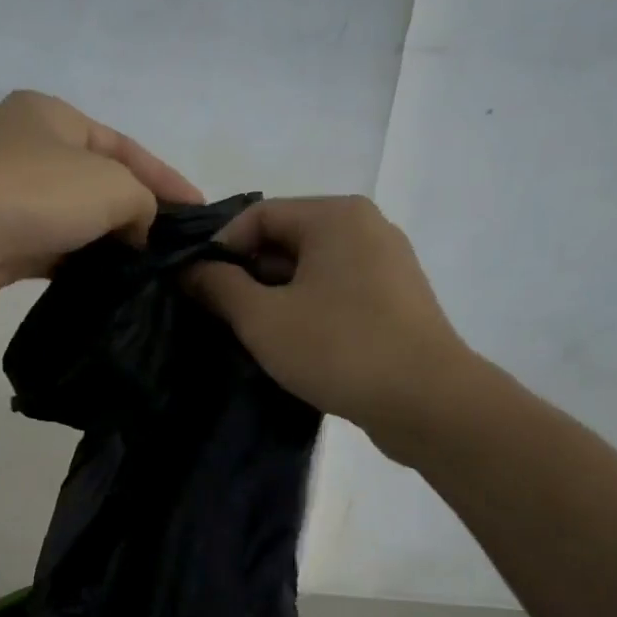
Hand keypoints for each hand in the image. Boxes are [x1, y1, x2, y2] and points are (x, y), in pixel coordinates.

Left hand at [0, 91, 203, 316]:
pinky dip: (80, 267)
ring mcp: (11, 198)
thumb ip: (142, 201)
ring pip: (75, 222)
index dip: (166, 178)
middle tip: (174, 249)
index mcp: (55, 118)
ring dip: (108, 245)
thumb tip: (137, 230)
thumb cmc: (33, 192)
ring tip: (148, 272)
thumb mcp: (110, 185)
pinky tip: (107, 286)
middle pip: (99, 183)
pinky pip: (53, 254)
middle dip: (138, 213)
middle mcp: (30, 151)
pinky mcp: (0, 244)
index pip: (125, 147)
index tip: (200, 211)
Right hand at [188, 196, 474, 452]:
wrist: (427, 402)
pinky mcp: (397, 300)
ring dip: (277, 297)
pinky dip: (309, 310)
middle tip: (222, 317)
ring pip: (313, 270)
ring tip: (254, 335)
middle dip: (248, 275)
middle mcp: (366, 227)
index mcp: (335, 216)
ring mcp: (388, 264)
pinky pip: (338, 292)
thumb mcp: (263, 319)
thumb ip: (220, 287)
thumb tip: (189, 269)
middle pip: (287, 239)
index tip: (198, 289)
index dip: (220, 249)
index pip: (258, 215)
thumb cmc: (338, 349)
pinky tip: (295, 346)